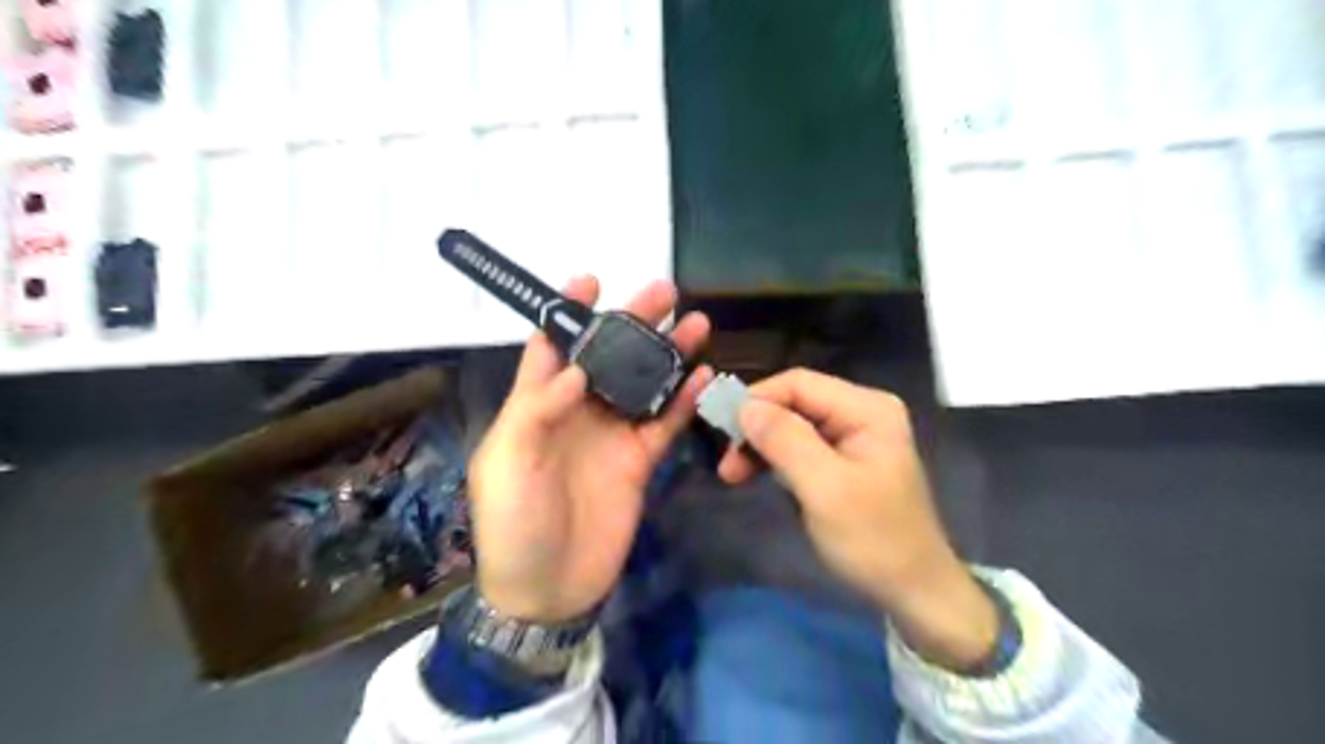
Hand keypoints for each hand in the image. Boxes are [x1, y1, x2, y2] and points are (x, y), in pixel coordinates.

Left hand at [468, 275, 707, 623]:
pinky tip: (704, 377)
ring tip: (695, 323)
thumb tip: (577, 369)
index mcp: (536, 404)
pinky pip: (665, 423)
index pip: (552, 347)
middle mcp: (577, 411)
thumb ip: (538, 409)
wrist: (548, 588)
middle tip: (663, 291)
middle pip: (608, 356)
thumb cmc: (513, 523)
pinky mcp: (639, 460)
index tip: (592, 279)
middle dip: (632, 322)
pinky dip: (684, 400)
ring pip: (643, 383)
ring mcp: (612, 434)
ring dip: (667, 354)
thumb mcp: (507, 462)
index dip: (569, 312)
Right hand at [724, 369, 994, 671]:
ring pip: (791, 425)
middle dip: (757, 428)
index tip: (724, 433)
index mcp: (866, 408)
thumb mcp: (825, 489)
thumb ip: (785, 441)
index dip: (757, 400)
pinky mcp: (843, 460)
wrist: (914, 592)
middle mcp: (860, 412)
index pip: (799, 383)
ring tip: (733, 476)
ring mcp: (853, 436)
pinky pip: (799, 447)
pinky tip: (758, 477)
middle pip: (794, 403)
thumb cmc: (874, 540)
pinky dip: (774, 460)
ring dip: (761, 446)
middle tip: (727, 466)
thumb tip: (744, 406)